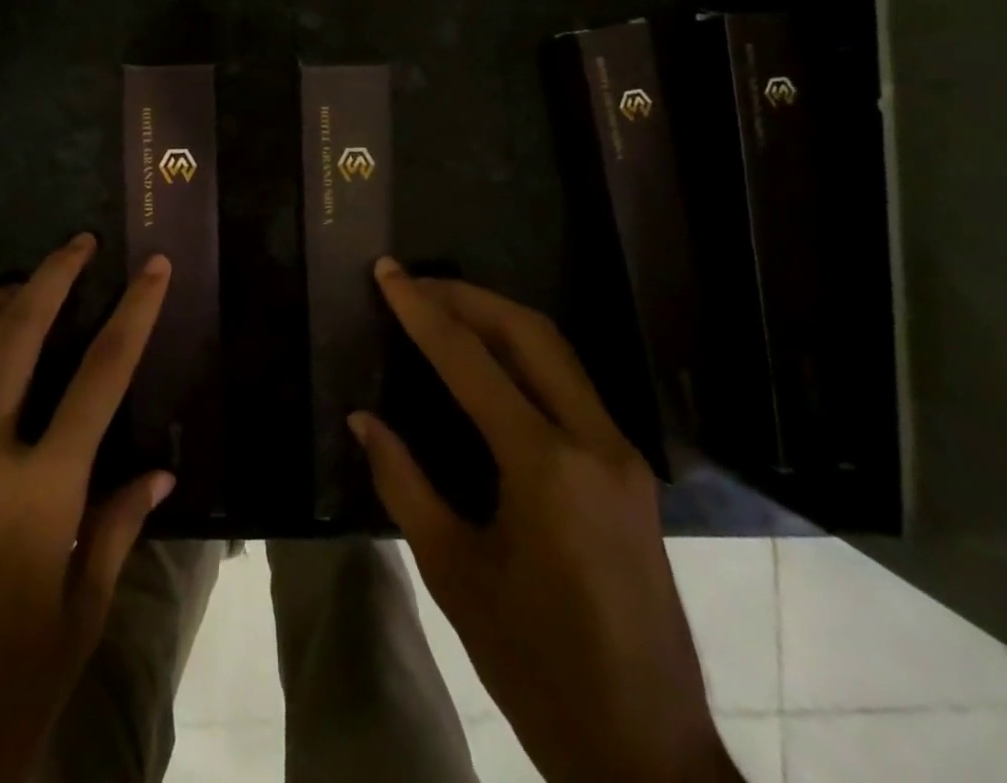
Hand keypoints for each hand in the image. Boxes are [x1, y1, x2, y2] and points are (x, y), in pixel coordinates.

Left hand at [0, 234, 174, 782]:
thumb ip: (118, 527)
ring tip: (26, 280)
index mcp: (40, 492)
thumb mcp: (82, 614)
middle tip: (79, 243)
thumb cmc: (7, 693)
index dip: (133, 314)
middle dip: (50, 279)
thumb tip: (159, 470)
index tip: (154, 268)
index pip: (100, 377)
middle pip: (14, 338)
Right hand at [351, 259, 735, 782]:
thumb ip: (402, 482)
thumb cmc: (536, 665)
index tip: (387, 272)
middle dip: (466, 296)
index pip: (470, 360)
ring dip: (498, 316)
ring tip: (443, 306)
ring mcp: (622, 453)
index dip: (421, 310)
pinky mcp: (630, 470)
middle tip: (414, 284)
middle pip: (529, 332)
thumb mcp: (453, 572)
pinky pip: (571, 383)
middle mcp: (593, 441)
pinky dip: (524, 353)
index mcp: (545, 465)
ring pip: (557, 351)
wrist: (645, 750)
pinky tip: (489, 360)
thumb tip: (362, 419)